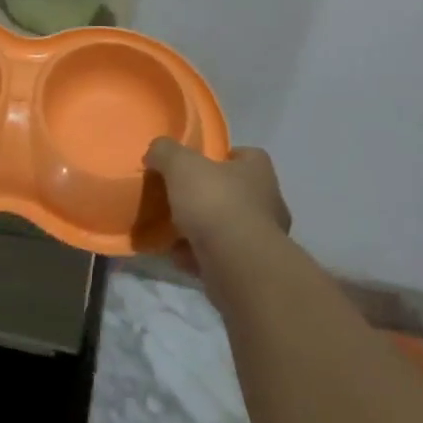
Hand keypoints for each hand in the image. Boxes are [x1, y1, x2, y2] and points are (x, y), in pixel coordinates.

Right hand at [144, 139, 290, 274]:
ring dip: (202, 230)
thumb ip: (166, 152)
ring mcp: (262, 240)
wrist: (238, 267)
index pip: (246, 155)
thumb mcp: (181, 165)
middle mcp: (267, 202)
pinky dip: (200, 257)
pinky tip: (178, 257)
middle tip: (179, 198)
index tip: (196, 164)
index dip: (221, 157)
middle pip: (234, 193)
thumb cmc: (216, 203)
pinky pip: (220, 257)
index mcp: (258, 171)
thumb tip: (155, 151)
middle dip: (208, 197)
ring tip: (172, 231)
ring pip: (226, 228)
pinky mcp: (251, 270)